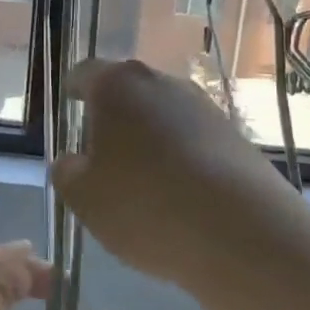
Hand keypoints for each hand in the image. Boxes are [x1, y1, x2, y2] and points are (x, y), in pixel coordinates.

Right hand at [51, 59, 309, 291]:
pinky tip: (180, 198)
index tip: (67, 111)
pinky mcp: (236, 136)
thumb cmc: (145, 205)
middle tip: (100, 157)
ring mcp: (205, 107)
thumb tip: (72, 161)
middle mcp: (162, 82)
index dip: (71, 92)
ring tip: (142, 185)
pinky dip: (181, 160)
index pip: (83, 74)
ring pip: (163, 117)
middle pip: (127, 93)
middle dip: (112, 119)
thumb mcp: (83, 197)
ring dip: (149, 140)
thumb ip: (66, 172)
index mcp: (116, 85)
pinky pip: (194, 141)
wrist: (243, 235)